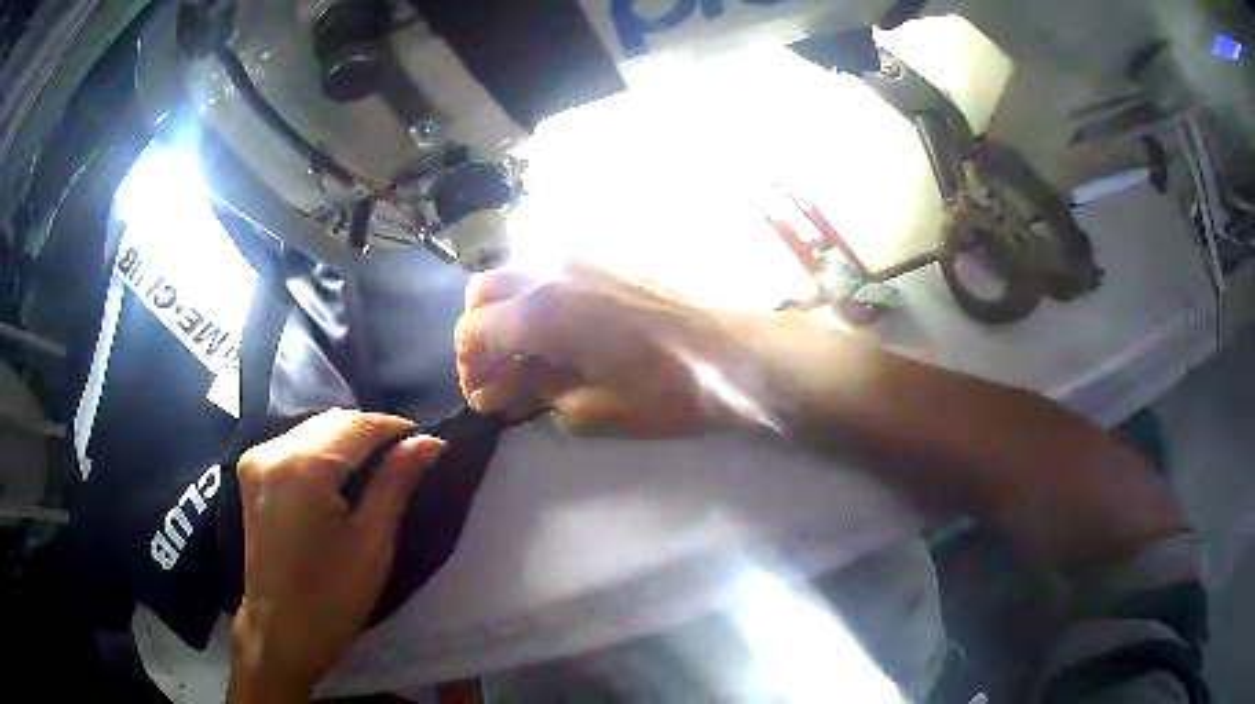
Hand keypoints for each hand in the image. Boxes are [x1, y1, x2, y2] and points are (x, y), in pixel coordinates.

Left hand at [228, 410, 444, 702]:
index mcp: (302, 467)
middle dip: (371, 433)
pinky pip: (295, 444)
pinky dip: (323, 451)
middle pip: (331, 421)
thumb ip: (396, 482)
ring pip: (313, 429)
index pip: (356, 426)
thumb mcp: (373, 541)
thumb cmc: (333, 596)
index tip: (425, 441)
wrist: (282, 630)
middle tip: (405, 457)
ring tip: (378, 466)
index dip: (394, 428)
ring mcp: (256, 459)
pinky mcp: (251, 473)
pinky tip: (341, 475)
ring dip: (347, 440)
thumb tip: (429, 441)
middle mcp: (273, 450)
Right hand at [454, 261, 741, 436]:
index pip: (472, 331)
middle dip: (480, 334)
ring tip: (531, 352)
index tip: (486, 398)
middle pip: (483, 292)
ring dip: (508, 311)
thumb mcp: (593, 410)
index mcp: (541, 311)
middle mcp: (550, 269)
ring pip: (516, 273)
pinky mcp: (606, 253)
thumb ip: (536, 394)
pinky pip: (551, 267)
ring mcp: (580, 253)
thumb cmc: (668, 389)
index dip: (468, 368)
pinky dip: (538, 295)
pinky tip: (563, 328)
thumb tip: (502, 389)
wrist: (735, 350)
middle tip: (500, 373)